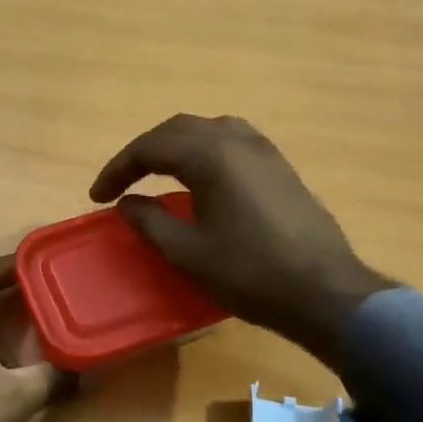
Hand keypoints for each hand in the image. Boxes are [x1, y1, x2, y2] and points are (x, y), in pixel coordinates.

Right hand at [89, 114, 393, 364]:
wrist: (324, 292)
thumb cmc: (250, 273)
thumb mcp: (188, 252)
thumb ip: (150, 222)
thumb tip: (127, 203)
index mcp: (211, 156)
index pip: (150, 147)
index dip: (118, 169)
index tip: (98, 196)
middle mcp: (237, 141)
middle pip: (177, 130)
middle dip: (143, 152)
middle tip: (120, 182)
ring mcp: (264, 151)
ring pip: (207, 129)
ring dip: (174, 146)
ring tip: (155, 173)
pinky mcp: (279, 167)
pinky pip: (231, 141)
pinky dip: (202, 151)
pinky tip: (198, 178)